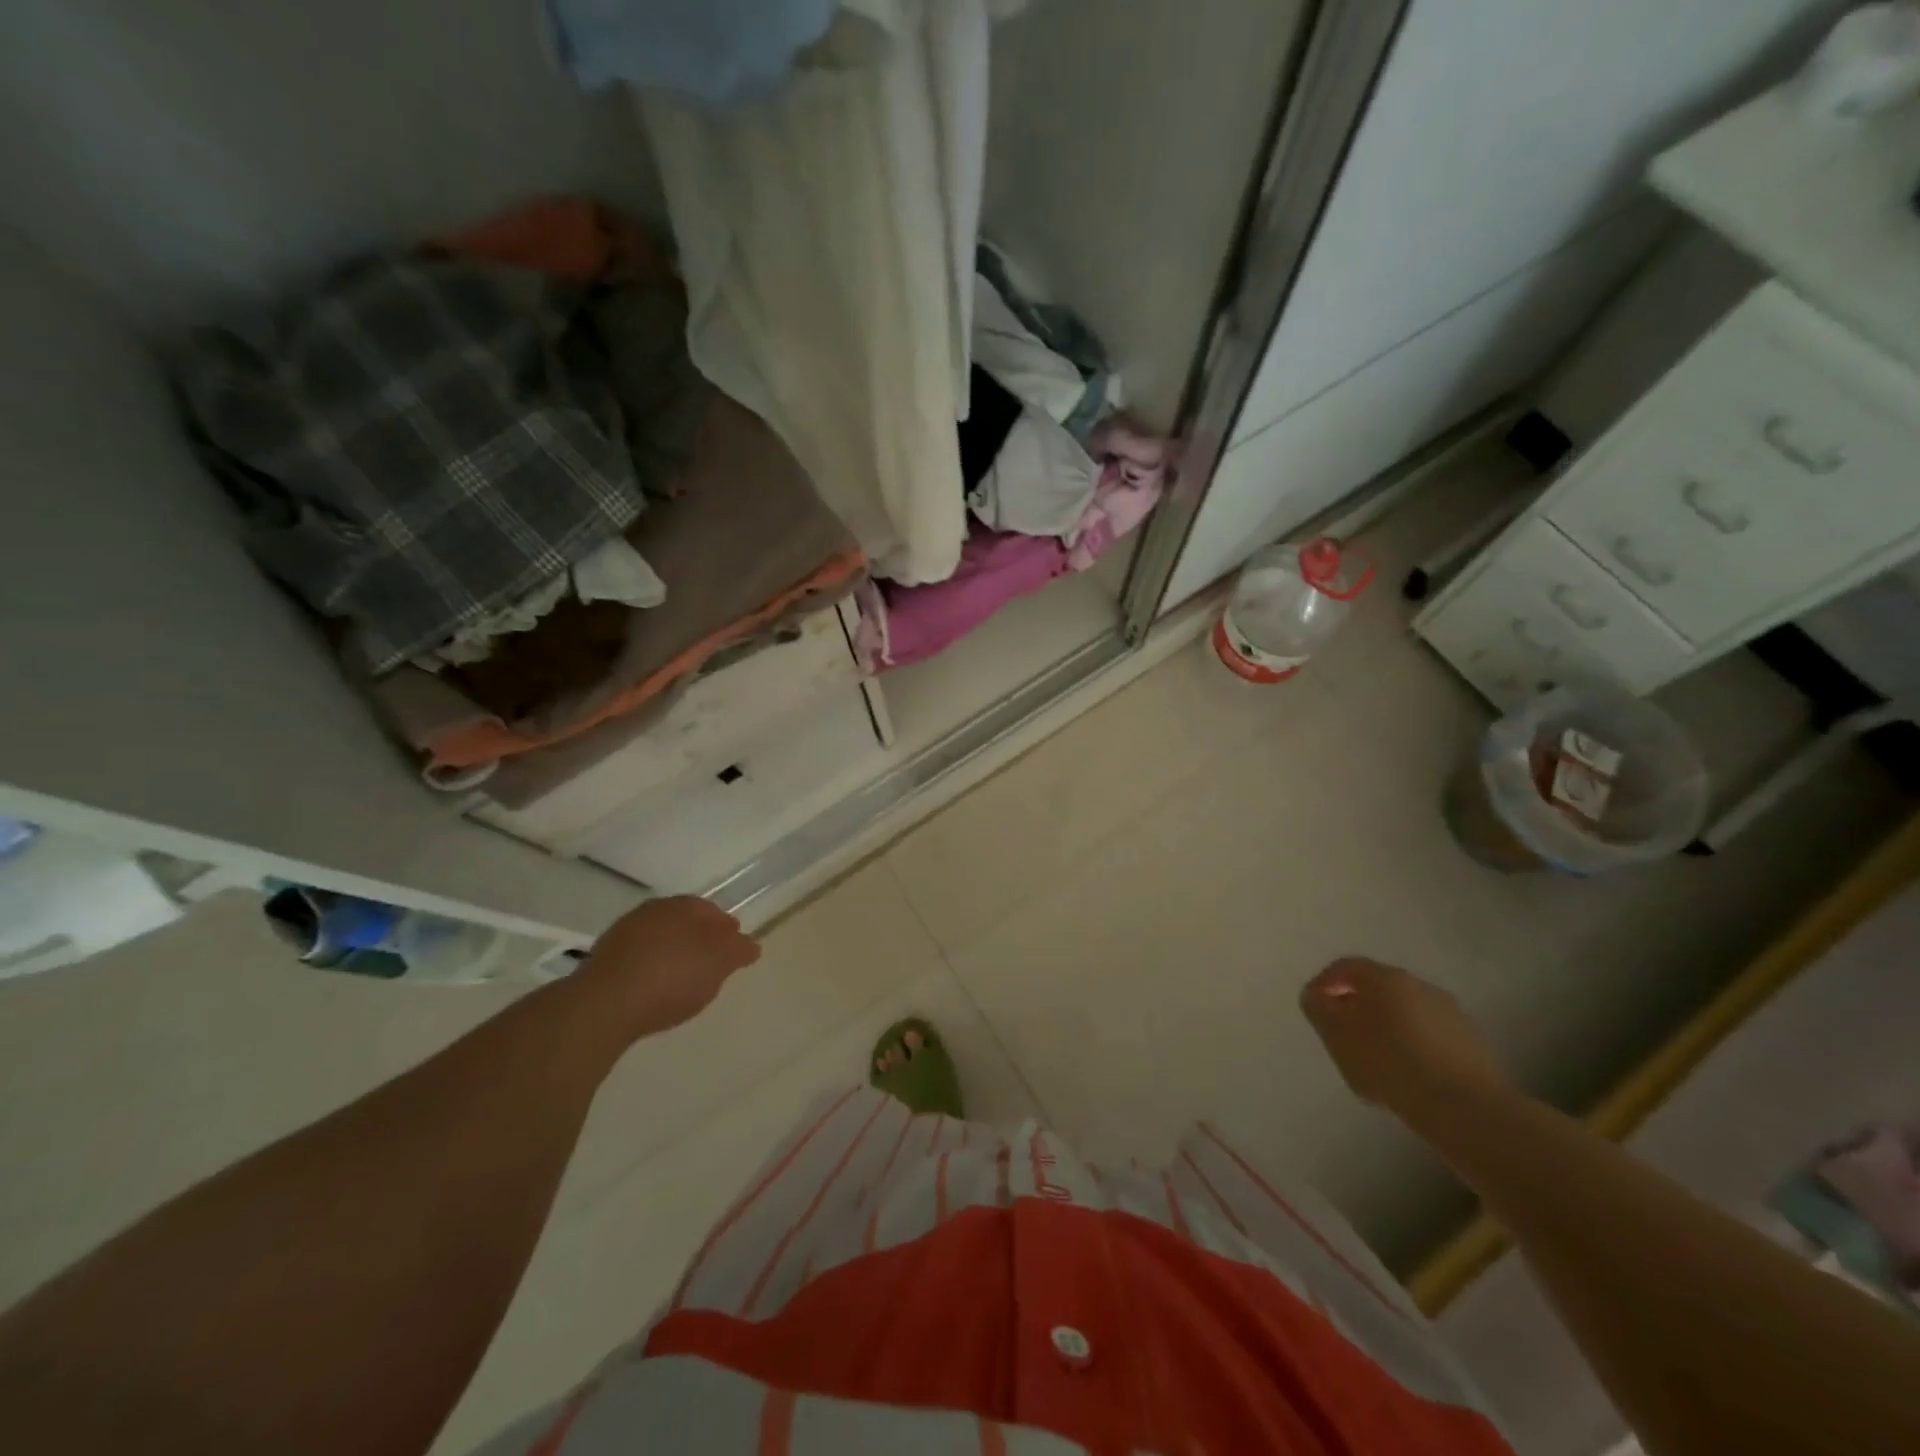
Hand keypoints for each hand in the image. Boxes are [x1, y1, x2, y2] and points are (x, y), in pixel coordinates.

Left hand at [575, 897, 760, 1038]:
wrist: (605, 1004)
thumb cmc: (673, 977)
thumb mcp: (719, 964)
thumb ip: (738, 951)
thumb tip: (750, 944)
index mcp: (683, 905)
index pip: (711, 910)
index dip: (725, 929)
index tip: (734, 949)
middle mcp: (652, 911)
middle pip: (683, 922)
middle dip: (698, 939)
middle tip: (710, 964)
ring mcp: (623, 934)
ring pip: (658, 939)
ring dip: (671, 953)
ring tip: (682, 981)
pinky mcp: (603, 960)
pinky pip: (637, 959)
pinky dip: (650, 968)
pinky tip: (654, 989)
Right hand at [1300, 958, 1515, 1122]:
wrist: (1468, 1109)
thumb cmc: (1390, 1064)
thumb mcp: (1338, 1037)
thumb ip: (1319, 1010)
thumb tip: (1316, 995)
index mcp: (1384, 978)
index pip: (1345, 967)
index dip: (1324, 983)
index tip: (1314, 1007)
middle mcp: (1419, 985)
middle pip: (1377, 987)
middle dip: (1356, 1006)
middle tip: (1343, 1034)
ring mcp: (1450, 1013)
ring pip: (1405, 1011)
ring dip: (1386, 1027)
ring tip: (1375, 1060)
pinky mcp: (1473, 1043)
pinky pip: (1429, 1035)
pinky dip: (1412, 1046)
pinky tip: (1408, 1075)